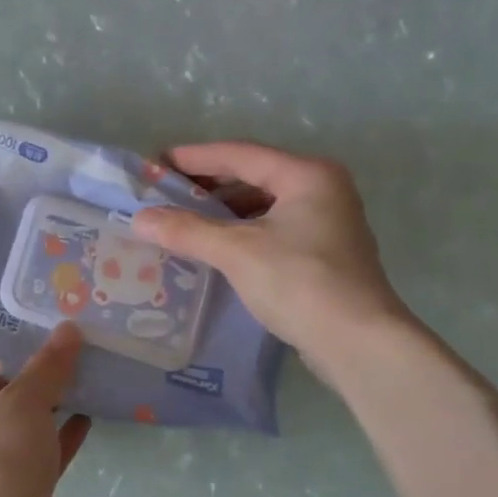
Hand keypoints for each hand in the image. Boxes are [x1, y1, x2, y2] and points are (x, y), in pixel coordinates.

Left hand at [0, 325, 91, 496]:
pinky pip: (43, 448)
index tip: (34, 313)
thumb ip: (48, 366)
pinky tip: (93, 409)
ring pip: (24, 419)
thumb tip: (68, 330)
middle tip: (69, 333)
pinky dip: (63, 431)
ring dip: (52, 397)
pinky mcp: (20, 485)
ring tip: (87, 364)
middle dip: (33, 364)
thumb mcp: (23, 403)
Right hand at [131, 142, 410, 390]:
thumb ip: (187, 230)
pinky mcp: (323, 253)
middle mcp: (322, 189)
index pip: (239, 154)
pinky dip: (240, 232)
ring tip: (183, 221)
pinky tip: (214, 248)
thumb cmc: (299, 282)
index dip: (193, 158)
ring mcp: (327, 222)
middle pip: (253, 176)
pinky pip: (271, 229)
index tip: (154, 163)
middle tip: (164, 193)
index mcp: (306, 175)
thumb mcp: (236, 252)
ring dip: (222, 211)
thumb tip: (140, 218)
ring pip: (262, 205)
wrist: (357, 341)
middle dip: (207, 185)